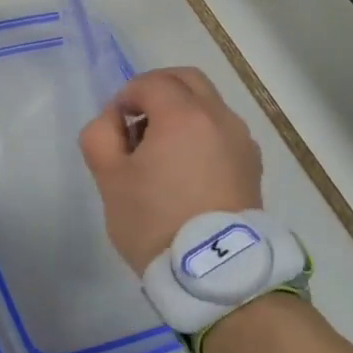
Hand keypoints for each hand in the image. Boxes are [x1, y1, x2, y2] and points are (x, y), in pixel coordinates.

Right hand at [78, 67, 262, 273]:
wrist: (216, 271)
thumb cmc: (155, 221)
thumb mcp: (109, 179)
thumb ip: (100, 135)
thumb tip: (115, 120)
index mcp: (184, 115)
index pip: (151, 82)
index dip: (126, 96)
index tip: (114, 124)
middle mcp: (220, 118)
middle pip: (187, 80)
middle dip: (157, 90)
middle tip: (136, 121)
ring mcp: (242, 141)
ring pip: (208, 106)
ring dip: (180, 112)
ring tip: (160, 153)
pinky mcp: (252, 166)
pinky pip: (222, 132)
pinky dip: (201, 134)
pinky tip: (185, 171)